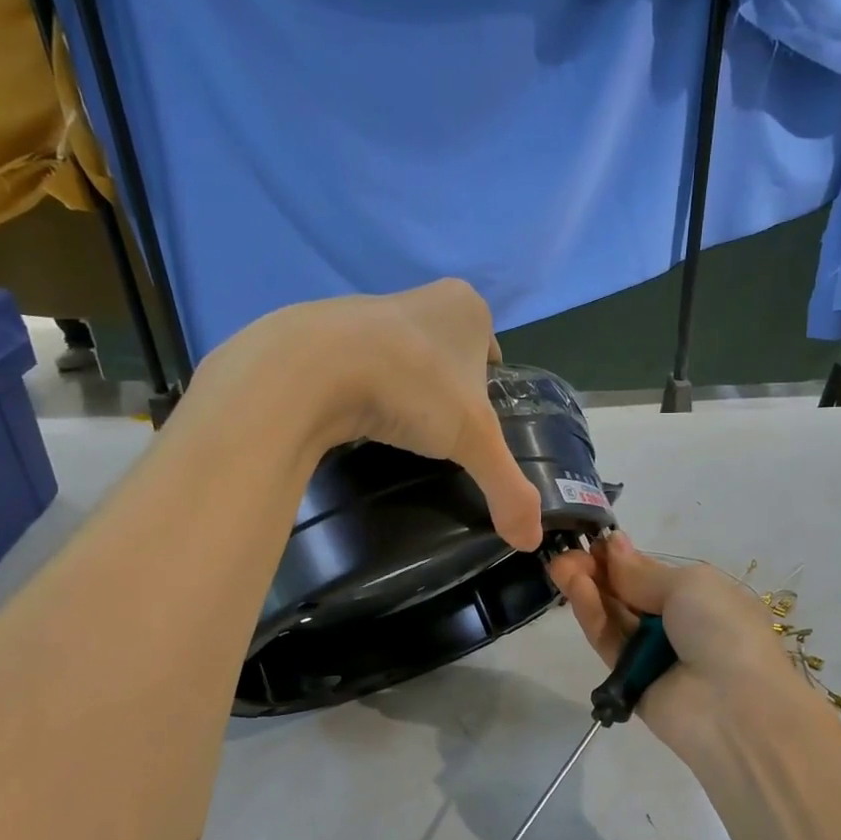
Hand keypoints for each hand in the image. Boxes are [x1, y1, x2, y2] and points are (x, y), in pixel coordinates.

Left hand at [195, 279, 542, 551]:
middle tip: (441, 436)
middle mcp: (420, 298)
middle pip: (448, 355)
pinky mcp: (323, 331)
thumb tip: (531, 541)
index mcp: (466, 308)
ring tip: (400, 432)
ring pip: (402, 358)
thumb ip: (510, 490)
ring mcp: (367, 310)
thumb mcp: (475, 442)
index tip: (477, 427)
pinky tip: (360, 421)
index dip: (488, 391)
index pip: (491, 353)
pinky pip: (359, 366)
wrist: (309, 369)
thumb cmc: (412, 387)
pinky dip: (364, 391)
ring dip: (405, 389)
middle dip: (447, 391)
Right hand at [548, 534, 808, 766]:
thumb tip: (613, 543)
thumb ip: (642, 572)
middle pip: (628, 593)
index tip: (592, 541)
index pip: (652, 573)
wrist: (736, 709)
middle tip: (567, 553)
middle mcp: (677, 624)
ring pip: (614, 616)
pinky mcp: (628, 680)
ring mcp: (652, 653)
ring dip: (589, 589)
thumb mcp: (690, 585)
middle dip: (598, 571)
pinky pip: (608, 642)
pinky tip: (576, 589)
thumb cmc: (723, 630)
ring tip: (560, 566)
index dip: (621, 557)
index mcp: (702, 597)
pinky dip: (592, 615)